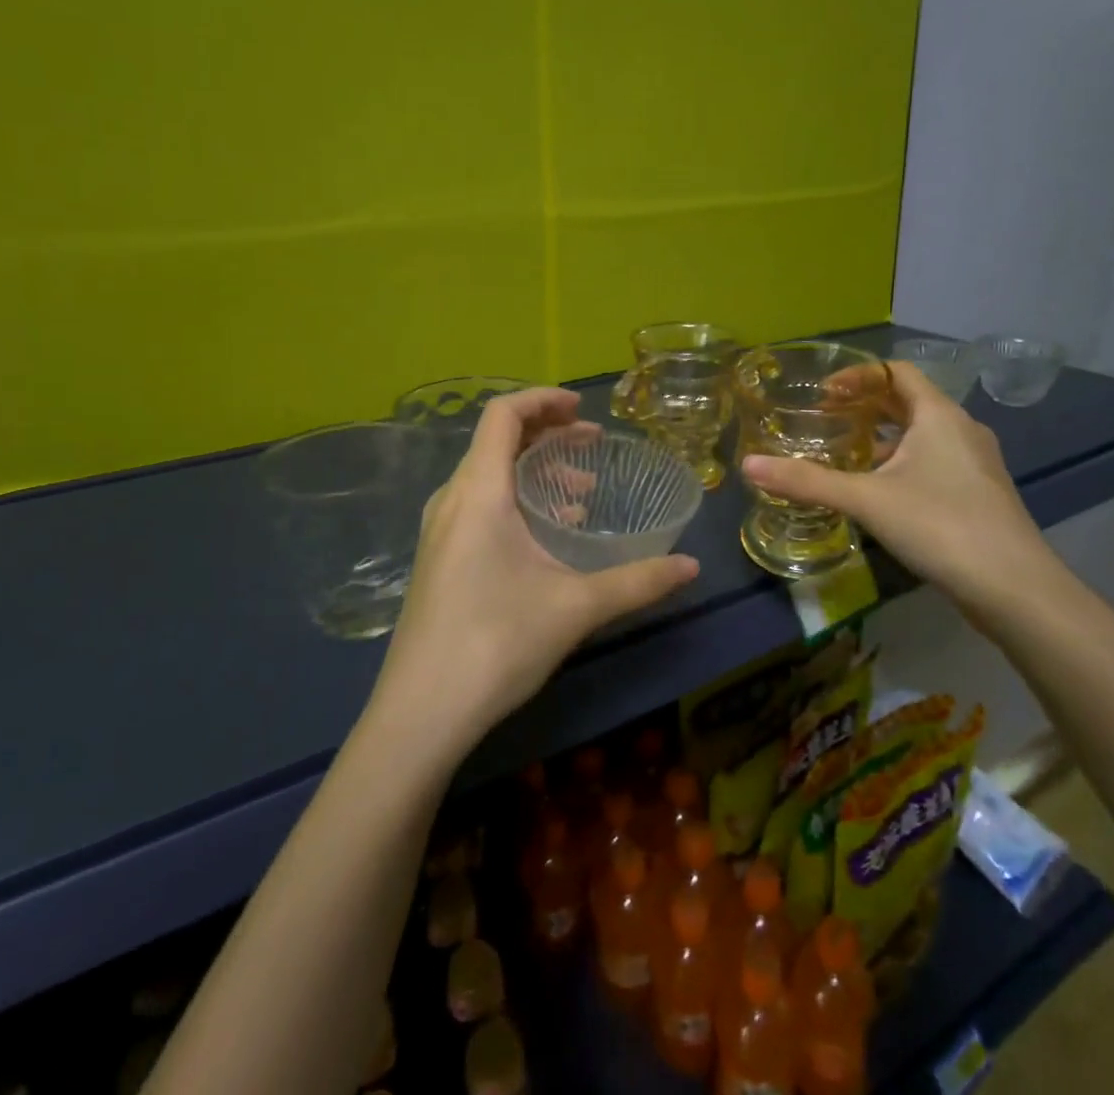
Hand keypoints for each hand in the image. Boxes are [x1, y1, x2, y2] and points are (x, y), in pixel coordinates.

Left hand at [370, 388, 699, 754]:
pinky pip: (478, 504)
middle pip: (495, 440)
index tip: (584, 410)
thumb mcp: (576, 607)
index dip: (544, 399)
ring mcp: (439, 530)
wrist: (421, 714)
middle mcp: (452, 500)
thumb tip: (692, 566)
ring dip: (533, 470)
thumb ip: (638, 581)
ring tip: (580, 495)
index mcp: (479, 492)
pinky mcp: (437, 558)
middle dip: (546, 433)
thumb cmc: (497, 644)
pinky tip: (546, 536)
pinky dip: (515, 499)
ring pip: (487, 475)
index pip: (503, 414)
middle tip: (592, 445)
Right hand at [741, 363, 1065, 621]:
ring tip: (845, 453)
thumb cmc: (940, 525)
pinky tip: (880, 491)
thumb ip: (806, 481)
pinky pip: (934, 461)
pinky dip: (902, 462)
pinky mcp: (980, 494)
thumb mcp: (866, 500)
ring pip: (923, 434)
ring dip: (884, 436)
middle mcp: (962, 429)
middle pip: (909, 401)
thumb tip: (748, 465)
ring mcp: (976, 463)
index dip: (858, 375)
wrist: (1015, 588)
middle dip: (866, 405)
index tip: (823, 394)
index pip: (897, 372)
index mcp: (939, 415)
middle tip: (826, 419)